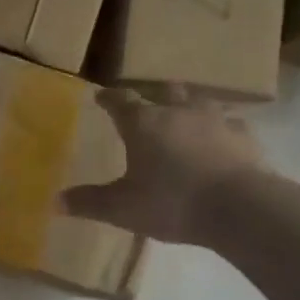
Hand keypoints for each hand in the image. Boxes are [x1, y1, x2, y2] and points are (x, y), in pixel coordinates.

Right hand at [60, 89, 265, 245]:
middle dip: (152, 94)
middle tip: (145, 102)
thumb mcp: (122, 208)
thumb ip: (90, 202)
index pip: (120, 101)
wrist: (239, 208)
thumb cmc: (172, 202)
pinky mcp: (244, 137)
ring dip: (188, 105)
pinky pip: (230, 123)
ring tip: (184, 114)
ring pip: (199, 101)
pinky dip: (221, 127)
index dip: (109, 98)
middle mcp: (178, 112)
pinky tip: (221, 137)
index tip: (101, 96)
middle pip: (163, 92)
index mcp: (143, 124)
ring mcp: (215, 121)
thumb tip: (55, 202)